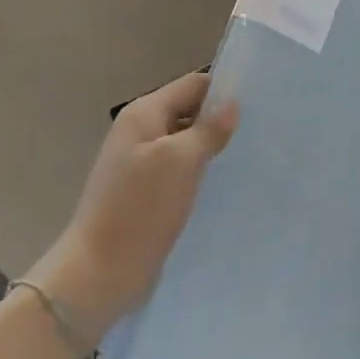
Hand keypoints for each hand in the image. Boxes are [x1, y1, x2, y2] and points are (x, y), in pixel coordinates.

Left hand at [35, 70, 238, 338]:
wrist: (100, 273)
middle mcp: (140, 132)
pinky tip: (224, 186)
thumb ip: (207, 130)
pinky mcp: (146, 194)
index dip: (223, 91)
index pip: (193, 85)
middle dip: (220, 121)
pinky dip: (200, 174)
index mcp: (143, 114)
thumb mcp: (180, 161)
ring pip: (186, 144)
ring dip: (212, 149)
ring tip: (249, 159)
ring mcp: (141, 164)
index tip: (259, 106)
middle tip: (259, 134)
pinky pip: (180, 172)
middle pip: (189, 112)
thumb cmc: (140, 209)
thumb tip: (231, 105)